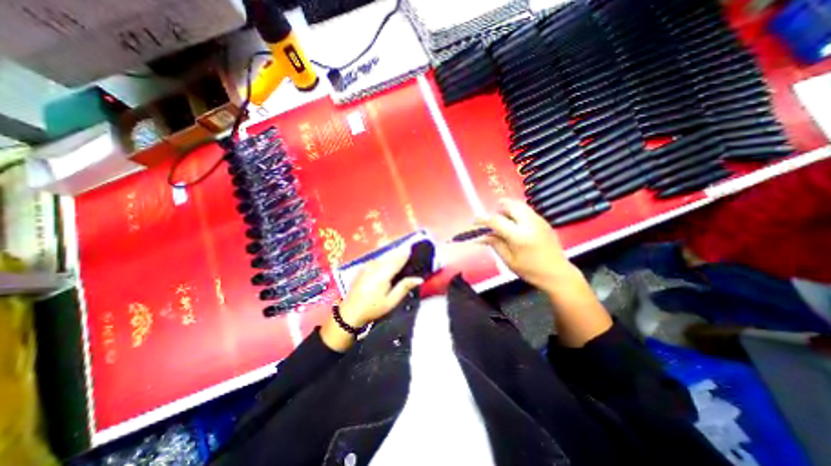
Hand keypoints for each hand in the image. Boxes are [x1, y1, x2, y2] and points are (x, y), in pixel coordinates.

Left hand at [340, 250, 423, 325]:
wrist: (350, 312)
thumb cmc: (373, 308)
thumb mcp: (391, 301)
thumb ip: (404, 287)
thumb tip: (419, 278)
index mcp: (383, 274)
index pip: (398, 260)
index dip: (407, 254)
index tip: (414, 250)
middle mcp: (375, 266)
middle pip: (391, 256)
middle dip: (400, 254)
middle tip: (410, 253)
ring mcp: (367, 266)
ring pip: (384, 257)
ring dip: (392, 256)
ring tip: (401, 257)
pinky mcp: (363, 268)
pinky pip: (377, 259)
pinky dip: (384, 259)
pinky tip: (388, 264)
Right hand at [478, 198, 578, 292]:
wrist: (558, 274)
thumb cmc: (530, 271)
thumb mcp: (509, 260)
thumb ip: (495, 244)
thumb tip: (480, 236)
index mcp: (519, 236)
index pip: (496, 220)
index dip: (483, 219)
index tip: (475, 221)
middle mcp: (530, 223)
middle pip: (510, 205)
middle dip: (498, 208)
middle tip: (492, 219)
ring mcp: (539, 220)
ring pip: (519, 205)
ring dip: (507, 208)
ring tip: (503, 220)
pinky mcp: (544, 221)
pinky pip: (526, 210)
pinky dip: (517, 212)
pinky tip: (515, 224)